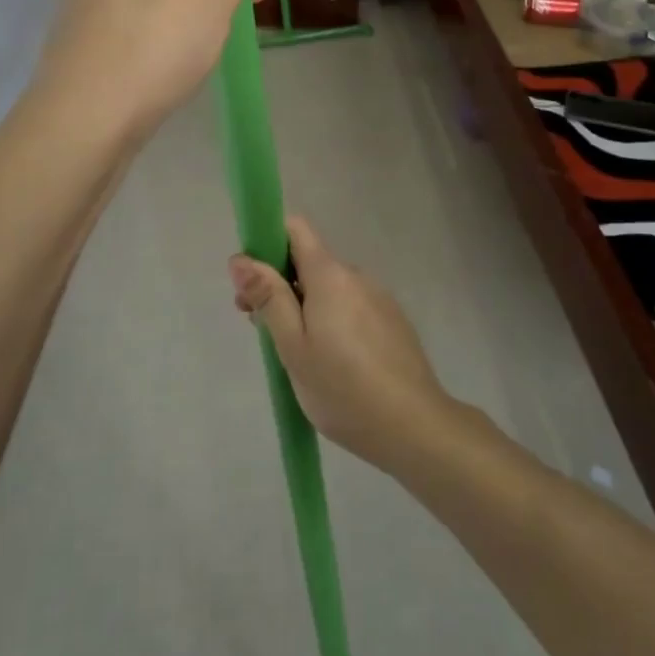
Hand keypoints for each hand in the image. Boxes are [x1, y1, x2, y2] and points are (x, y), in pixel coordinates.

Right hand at [228, 217, 452, 472]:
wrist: (414, 427)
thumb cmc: (342, 388)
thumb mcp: (293, 346)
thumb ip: (268, 297)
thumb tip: (240, 258)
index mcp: (330, 274)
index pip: (295, 228)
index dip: (267, 243)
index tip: (251, 281)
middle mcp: (356, 275)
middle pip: (309, 262)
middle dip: (280, 285)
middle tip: (263, 330)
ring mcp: (378, 298)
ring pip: (330, 289)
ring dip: (306, 307)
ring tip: (297, 357)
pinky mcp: (392, 321)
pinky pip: (351, 307)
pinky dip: (332, 321)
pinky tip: (332, 364)